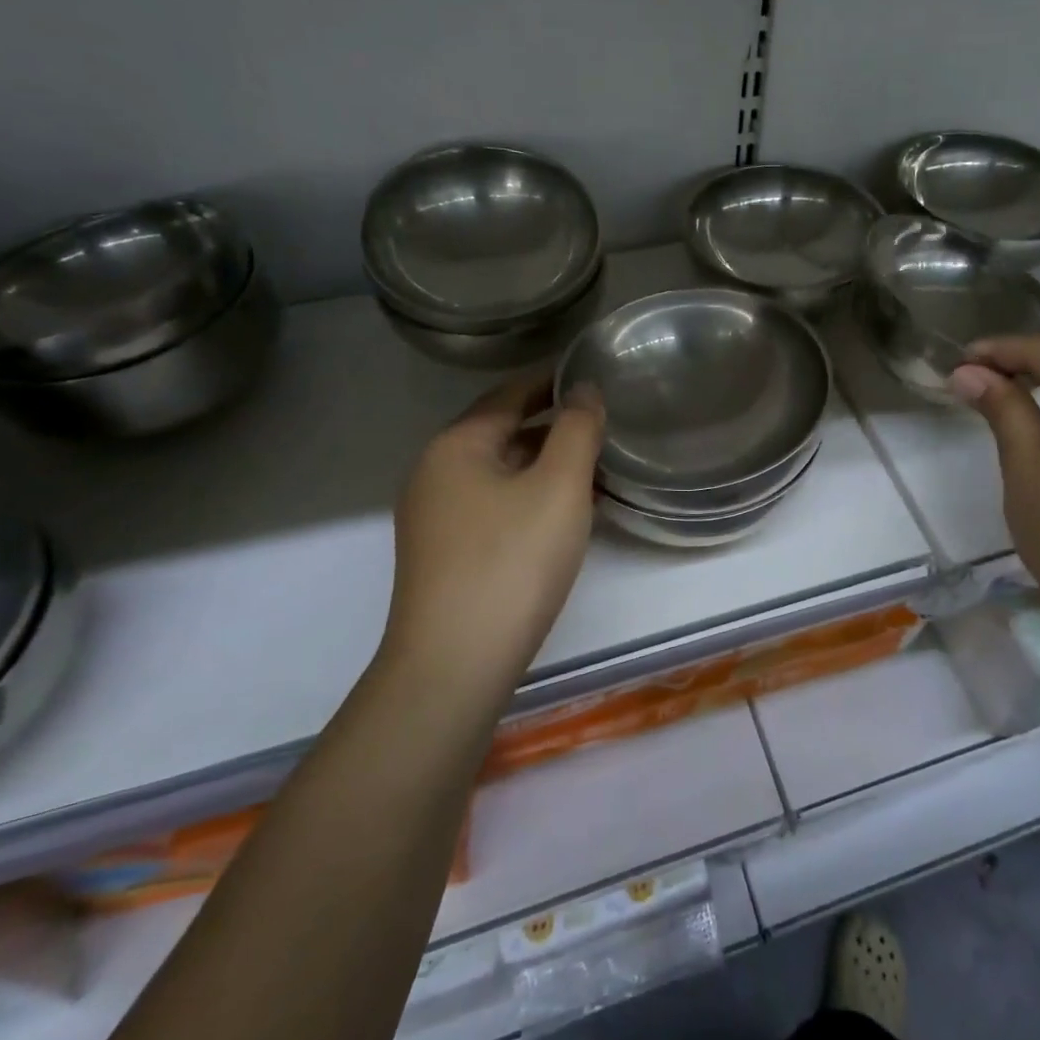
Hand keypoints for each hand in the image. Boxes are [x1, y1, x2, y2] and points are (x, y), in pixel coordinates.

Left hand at [384, 372, 604, 693]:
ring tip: (594, 466)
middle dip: (553, 425)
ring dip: (544, 464)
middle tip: (604, 422)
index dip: (553, 381)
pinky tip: (562, 514)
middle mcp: (435, 473)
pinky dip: (530, 497)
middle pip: (502, 432)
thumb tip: (584, 388)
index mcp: (456, 445)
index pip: (510, 394)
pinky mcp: (444, 554)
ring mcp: (435, 517)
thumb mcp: (558, 487)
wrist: (454, 665)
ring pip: (500, 473)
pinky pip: (494, 506)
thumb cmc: (511, 562)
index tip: (594, 374)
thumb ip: (577, 429)